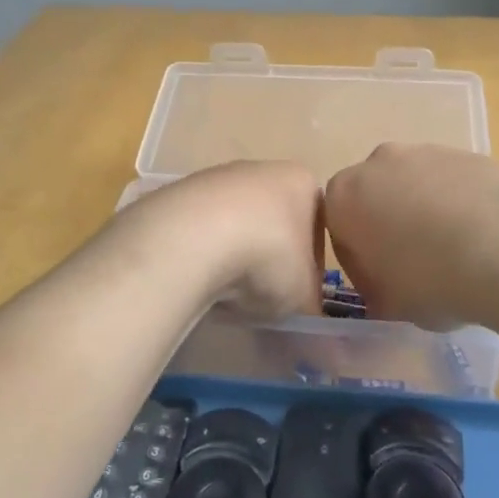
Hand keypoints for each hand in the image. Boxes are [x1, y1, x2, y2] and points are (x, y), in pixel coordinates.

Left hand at [124, 161, 323, 320]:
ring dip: (234, 253)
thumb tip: (317, 327)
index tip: (301, 291)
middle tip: (263, 293)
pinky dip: (203, 251)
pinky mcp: (180, 191)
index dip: (312, 262)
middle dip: (270, 254)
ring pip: (235, 222)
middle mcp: (262, 169)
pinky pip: (201, 228)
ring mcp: (218, 176)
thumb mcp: (303, 296)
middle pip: (273, 219)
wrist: (192, 238)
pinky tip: (197, 275)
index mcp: (302, 182)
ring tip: (227, 290)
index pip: (318, 223)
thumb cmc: (267, 257)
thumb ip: (312, 307)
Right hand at [325, 144, 498, 329]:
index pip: (339, 226)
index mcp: (345, 196)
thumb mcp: (387, 305)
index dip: (359, 257)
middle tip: (416, 264)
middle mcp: (379, 162)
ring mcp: (427, 151)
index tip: (381, 282)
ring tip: (457, 252)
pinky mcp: (469, 153)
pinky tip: (484, 238)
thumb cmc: (429, 280)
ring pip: (417, 184)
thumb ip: (375, 290)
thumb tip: (384, 289)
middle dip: (391, 223)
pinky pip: (455, 183)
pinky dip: (462, 204)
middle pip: (377, 195)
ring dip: (428, 211)